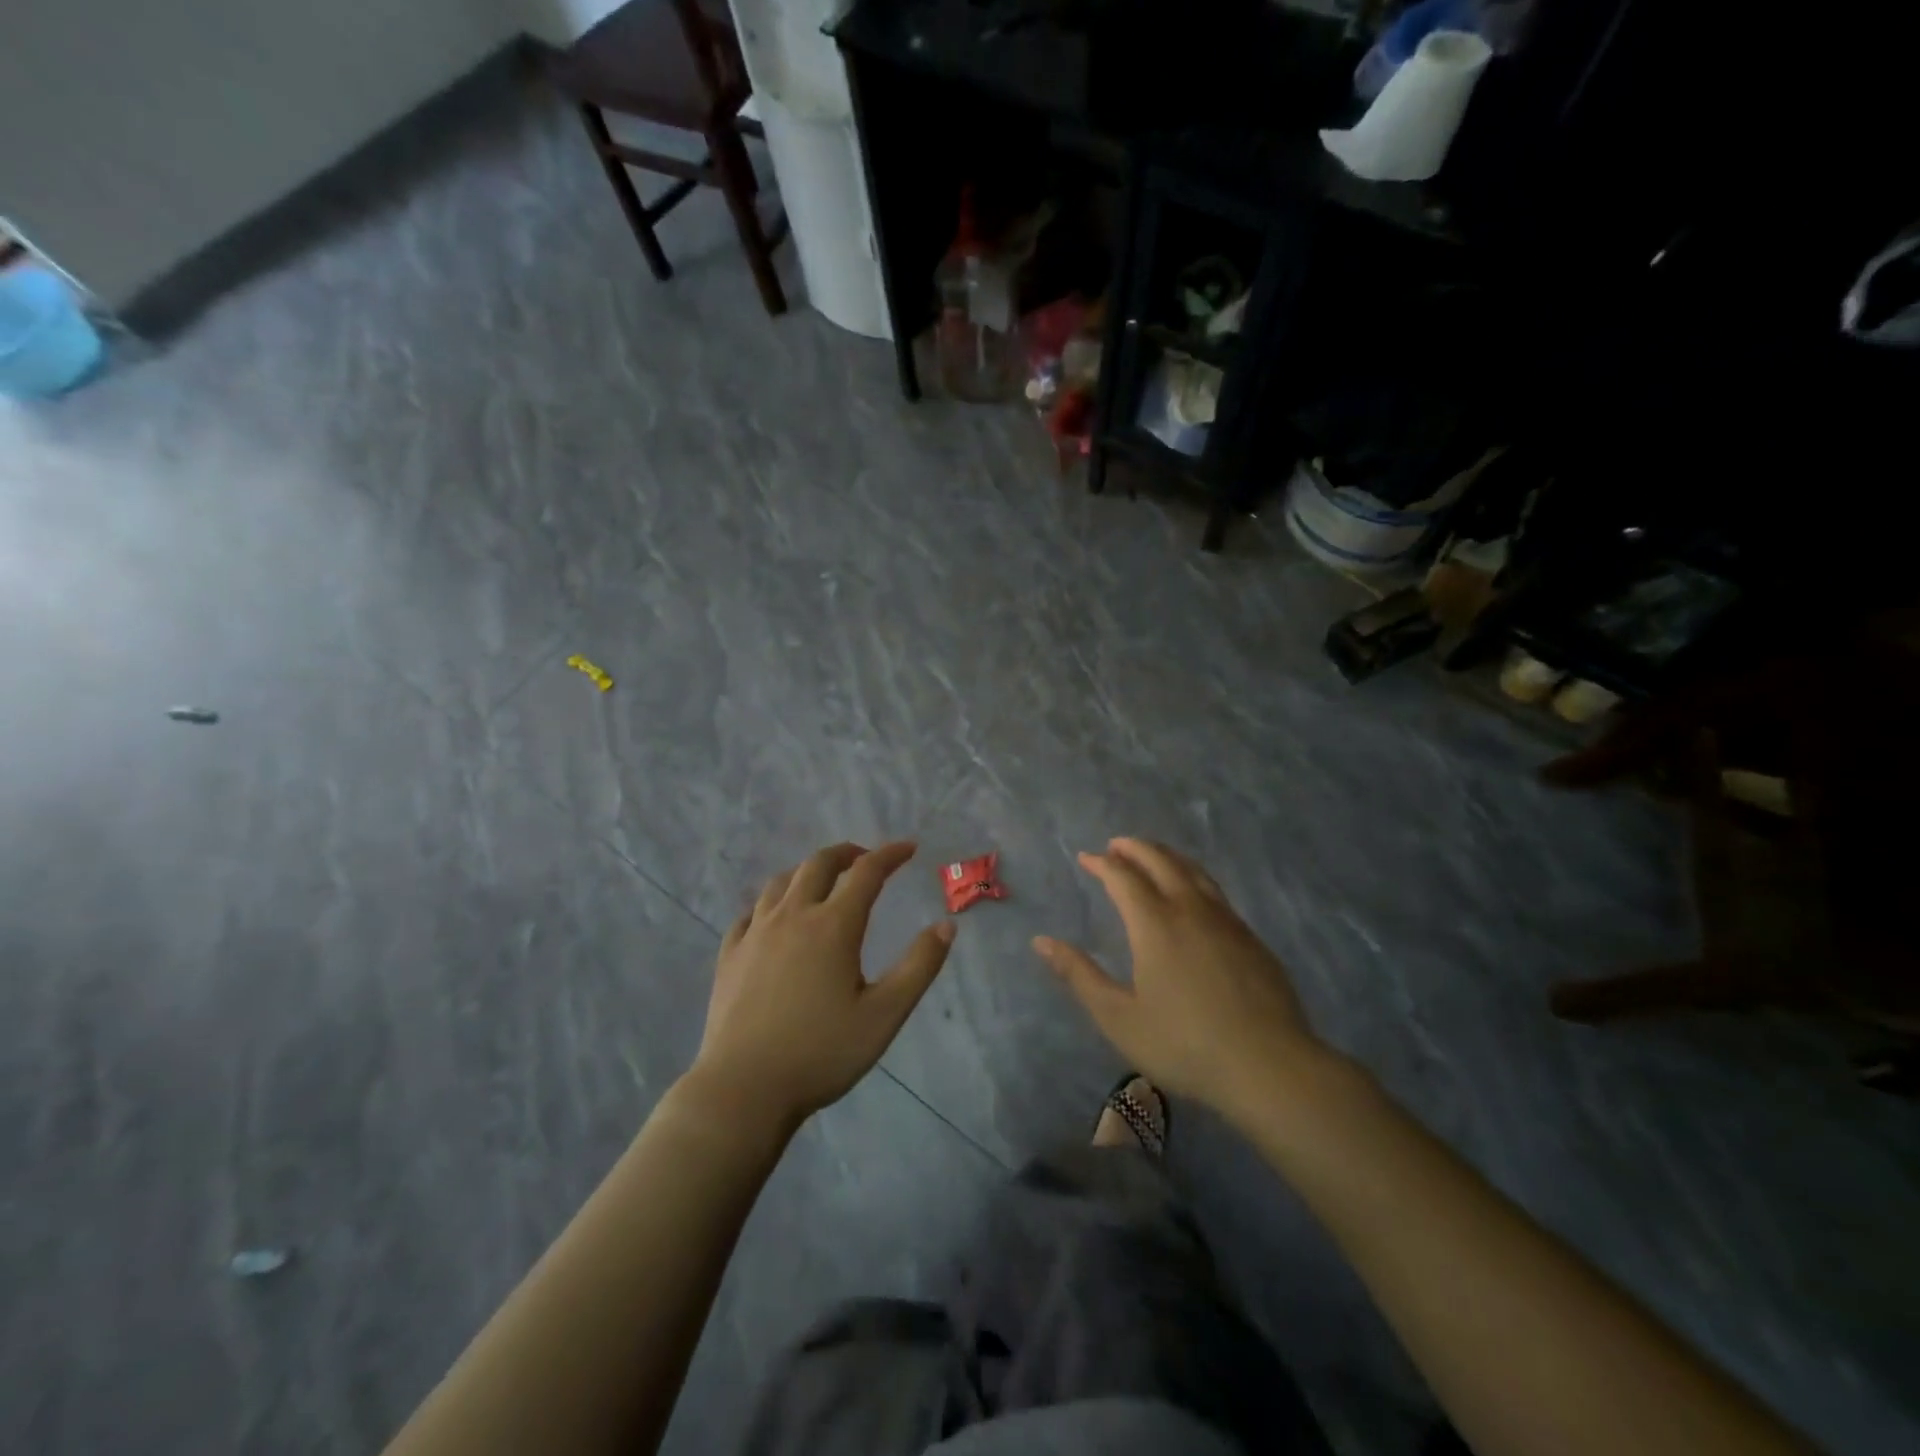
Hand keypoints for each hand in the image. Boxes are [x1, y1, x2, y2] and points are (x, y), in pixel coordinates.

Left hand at [691, 841, 953, 1127]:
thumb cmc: (821, 1053)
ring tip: (822, 880)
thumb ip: (919, 967)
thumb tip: (946, 926)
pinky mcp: (730, 955)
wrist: (743, 1089)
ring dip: (807, 871)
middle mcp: (792, 916)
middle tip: (865, 858)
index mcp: (833, 926)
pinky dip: (770, 902)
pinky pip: (750, 912)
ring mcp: (755, 933)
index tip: (908, 848)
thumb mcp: (884, 1015)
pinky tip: (773, 916)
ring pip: (780, 882)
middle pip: (818, 864)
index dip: (890, 855)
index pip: (866, 873)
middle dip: (846, 853)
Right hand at [1033, 837, 1329, 1124]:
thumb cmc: (1185, 1045)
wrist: (1270, 1066)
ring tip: (1152, 856)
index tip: (1086, 857)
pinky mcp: (1251, 938)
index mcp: (1155, 924)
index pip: (1123, 877)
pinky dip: (1193, 878)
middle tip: (1116, 845)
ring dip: (1167, 857)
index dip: (1102, 863)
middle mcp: (1191, 910)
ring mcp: (1227, 921)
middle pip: (1161, 861)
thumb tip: (1041, 941)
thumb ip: (1079, 975)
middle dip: (1135, 848)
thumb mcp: (1119, 1018)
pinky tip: (1193, 896)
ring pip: (1194, 871)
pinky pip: (1215, 892)